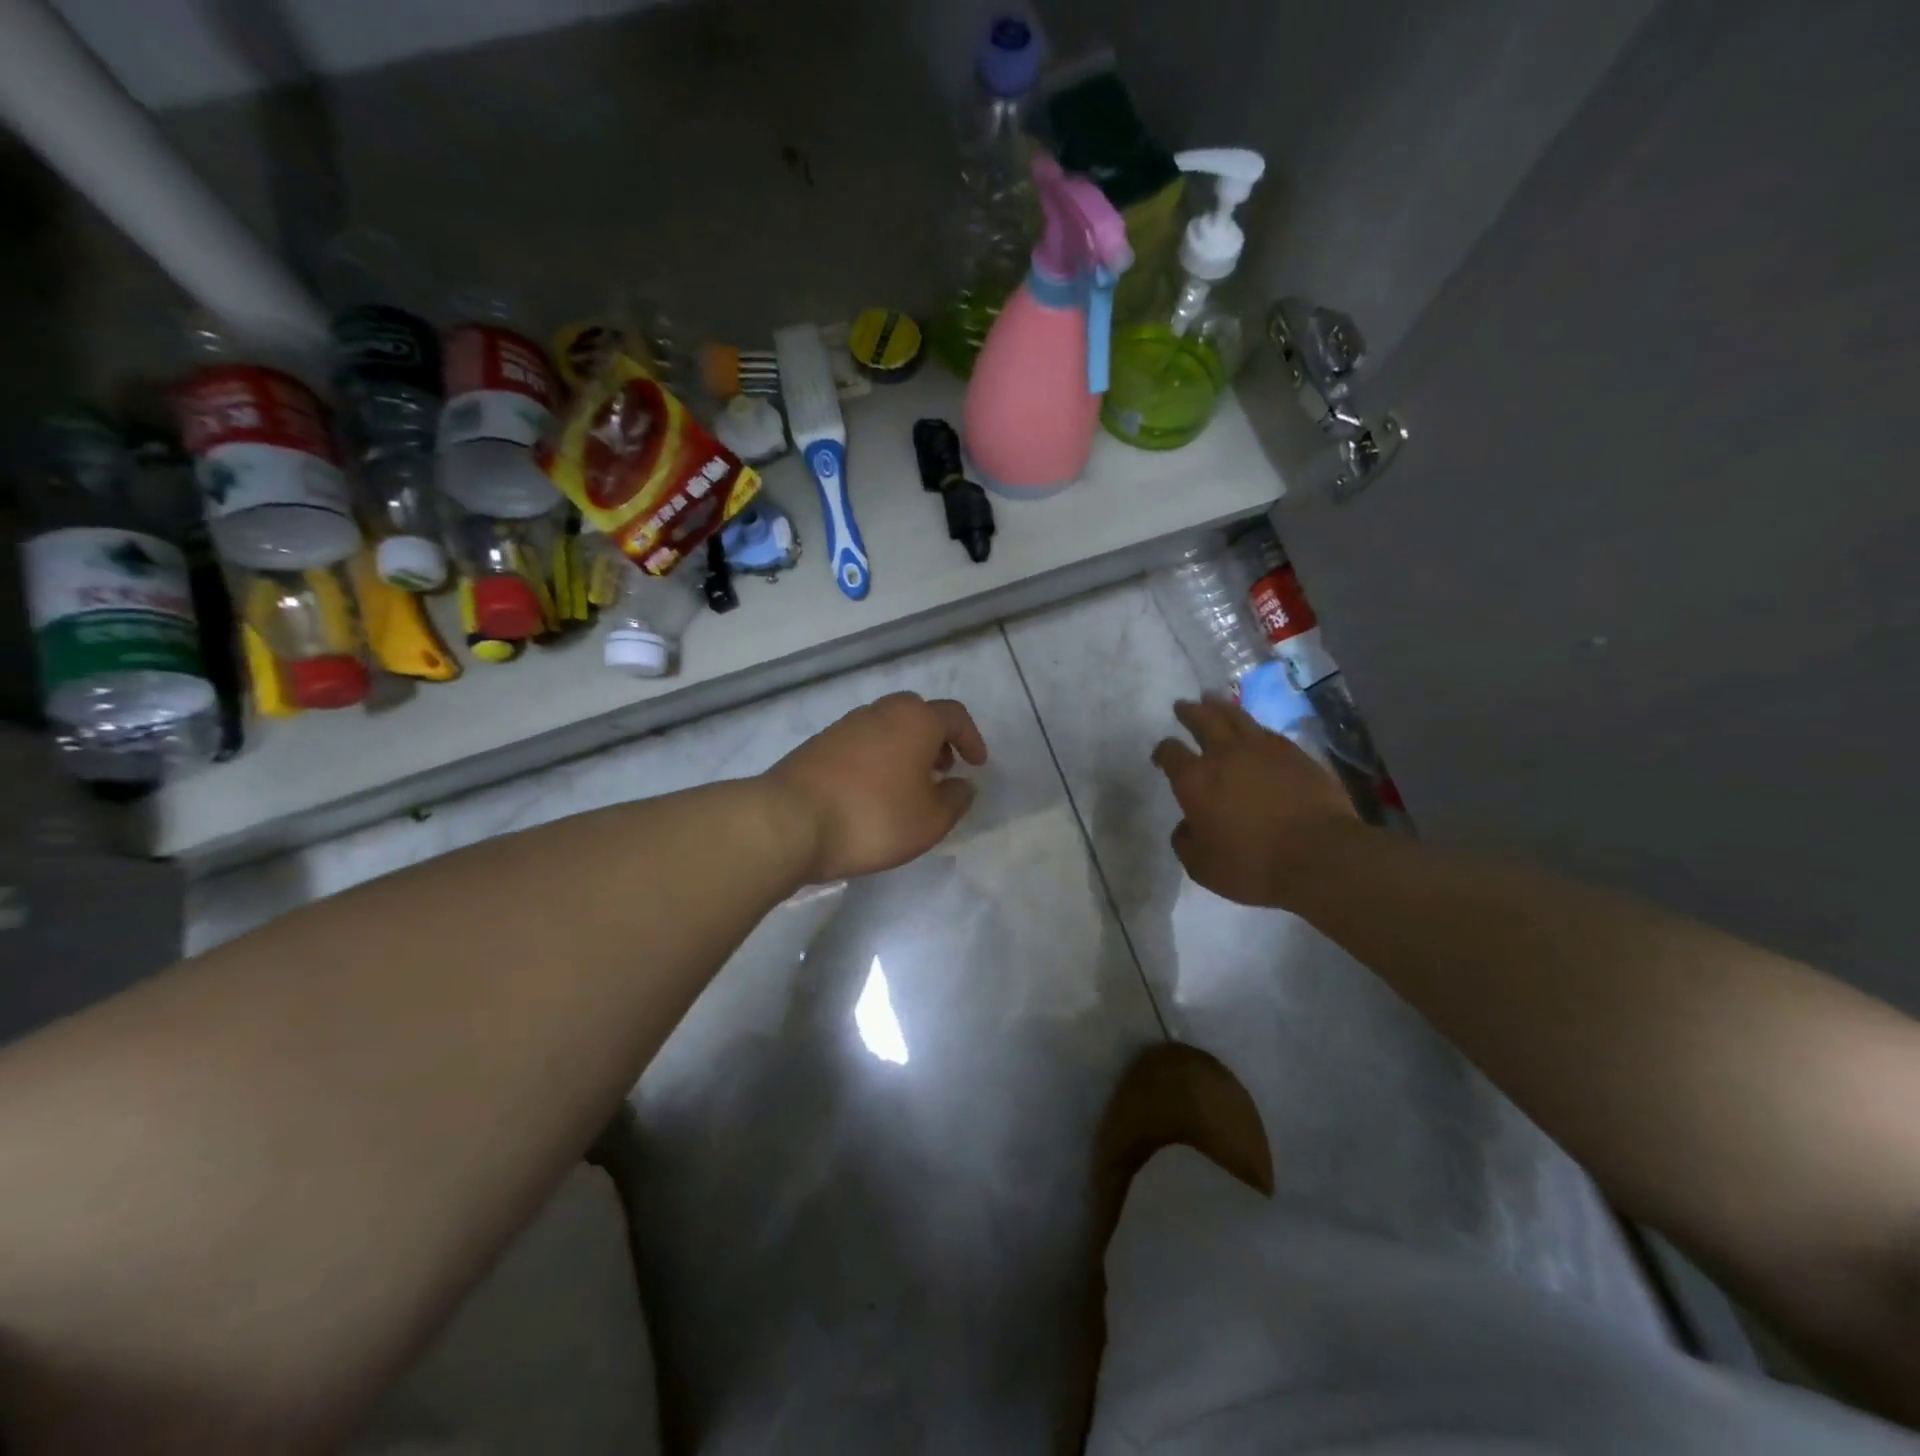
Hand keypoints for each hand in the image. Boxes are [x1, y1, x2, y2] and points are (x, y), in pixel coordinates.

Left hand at [765, 692, 988, 883]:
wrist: (789, 821)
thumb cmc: (873, 818)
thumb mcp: (930, 821)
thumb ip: (956, 800)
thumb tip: (964, 784)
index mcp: (915, 721)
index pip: (954, 715)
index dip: (971, 738)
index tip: (977, 764)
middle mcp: (880, 712)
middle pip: (917, 713)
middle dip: (935, 738)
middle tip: (941, 769)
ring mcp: (844, 726)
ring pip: (885, 727)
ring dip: (904, 748)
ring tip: (906, 786)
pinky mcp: (817, 745)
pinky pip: (860, 743)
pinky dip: (875, 758)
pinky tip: (871, 792)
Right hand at [1151, 697, 1358, 908]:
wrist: (1319, 855)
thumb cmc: (1252, 864)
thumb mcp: (1202, 866)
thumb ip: (1186, 842)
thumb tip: (1186, 827)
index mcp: (1195, 780)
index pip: (1170, 753)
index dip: (1162, 751)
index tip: (1161, 755)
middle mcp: (1224, 755)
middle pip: (1202, 720)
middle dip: (1189, 712)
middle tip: (1182, 706)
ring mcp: (1263, 749)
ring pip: (1235, 716)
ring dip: (1219, 706)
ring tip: (1212, 700)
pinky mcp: (1295, 753)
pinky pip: (1267, 732)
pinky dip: (1253, 727)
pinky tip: (1254, 730)